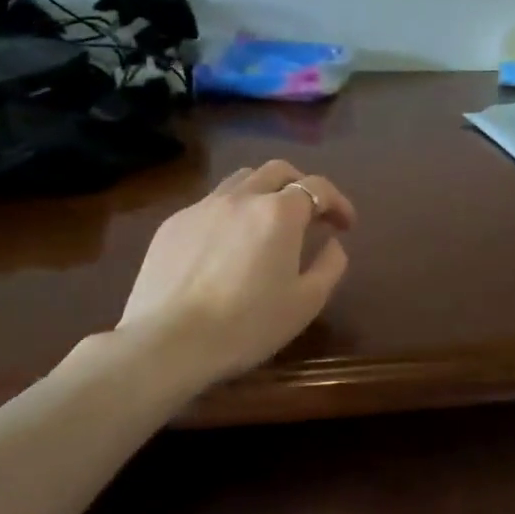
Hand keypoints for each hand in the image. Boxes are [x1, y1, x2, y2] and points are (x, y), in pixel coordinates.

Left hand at [115, 160, 356, 390]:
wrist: (168, 343)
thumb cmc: (247, 325)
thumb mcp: (306, 302)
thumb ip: (330, 265)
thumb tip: (332, 243)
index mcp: (279, 213)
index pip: (318, 187)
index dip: (338, 202)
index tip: (346, 224)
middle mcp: (242, 197)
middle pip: (278, 170)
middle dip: (302, 185)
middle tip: (311, 214)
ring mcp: (202, 207)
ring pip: (241, 179)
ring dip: (265, 191)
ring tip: (269, 221)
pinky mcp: (173, 223)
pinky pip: (211, 204)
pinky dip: (232, 212)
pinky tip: (228, 244)